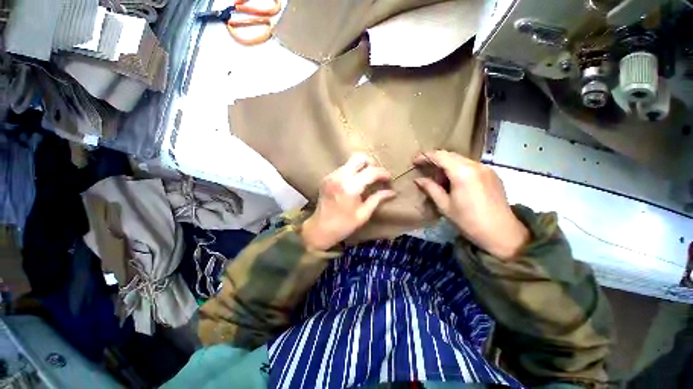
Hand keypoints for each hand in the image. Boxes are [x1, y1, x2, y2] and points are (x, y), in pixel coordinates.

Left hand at [301, 154, 396, 250]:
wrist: (319, 229)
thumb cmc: (344, 225)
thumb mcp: (363, 214)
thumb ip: (377, 199)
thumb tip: (392, 192)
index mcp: (350, 187)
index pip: (371, 172)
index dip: (383, 174)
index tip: (389, 180)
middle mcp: (339, 177)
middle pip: (359, 157)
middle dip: (371, 164)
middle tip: (377, 175)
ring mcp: (331, 176)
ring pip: (350, 162)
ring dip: (361, 168)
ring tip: (367, 180)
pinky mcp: (326, 178)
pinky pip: (343, 168)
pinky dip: (352, 172)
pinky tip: (355, 183)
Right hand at [413, 151, 528, 259]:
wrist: (502, 233)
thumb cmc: (469, 221)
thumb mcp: (445, 205)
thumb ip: (430, 188)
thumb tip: (418, 180)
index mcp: (462, 172)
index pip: (440, 156)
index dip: (425, 156)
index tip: (414, 162)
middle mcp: (475, 165)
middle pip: (450, 155)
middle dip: (435, 160)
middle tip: (425, 170)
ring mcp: (486, 168)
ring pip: (461, 159)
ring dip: (447, 165)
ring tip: (439, 180)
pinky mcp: (492, 174)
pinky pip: (470, 165)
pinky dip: (458, 169)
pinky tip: (455, 182)